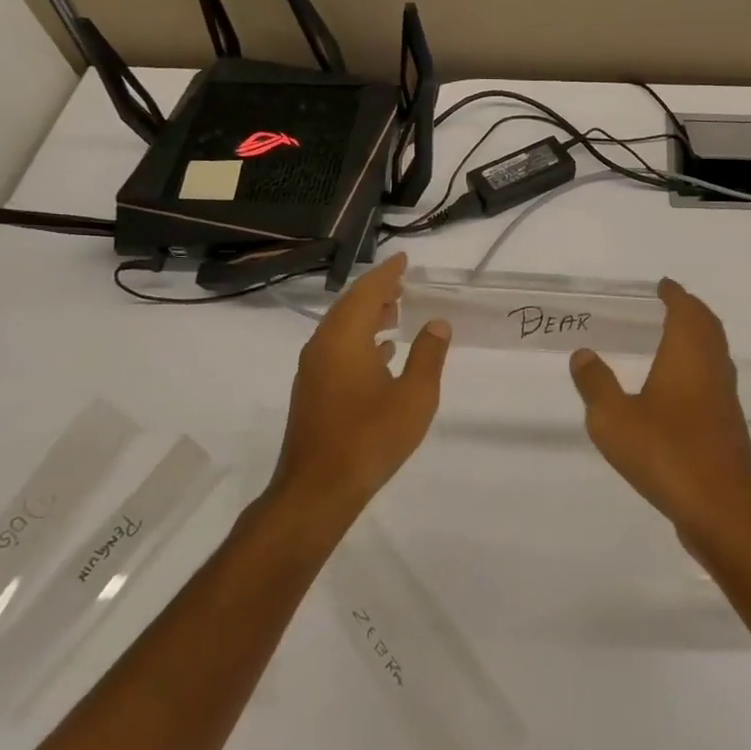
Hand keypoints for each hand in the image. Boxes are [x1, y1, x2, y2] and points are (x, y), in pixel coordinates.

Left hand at [271, 253, 449, 524]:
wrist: (318, 490)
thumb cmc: (370, 438)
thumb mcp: (414, 396)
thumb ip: (428, 356)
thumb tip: (437, 324)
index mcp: (344, 339)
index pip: (367, 292)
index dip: (387, 273)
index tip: (404, 259)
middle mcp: (323, 347)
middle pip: (350, 307)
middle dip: (377, 292)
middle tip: (404, 283)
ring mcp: (314, 371)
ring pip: (342, 329)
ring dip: (369, 316)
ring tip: (397, 312)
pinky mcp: (313, 392)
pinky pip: (338, 350)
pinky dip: (361, 341)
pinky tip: (382, 353)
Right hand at [568, 278, 750, 549]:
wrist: (722, 509)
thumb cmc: (666, 453)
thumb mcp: (614, 419)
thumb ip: (596, 384)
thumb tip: (584, 353)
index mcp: (688, 355)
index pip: (686, 310)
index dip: (674, 294)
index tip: (661, 286)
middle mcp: (712, 369)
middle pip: (707, 327)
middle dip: (689, 311)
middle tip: (666, 305)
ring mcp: (724, 399)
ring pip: (714, 354)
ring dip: (696, 339)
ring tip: (668, 340)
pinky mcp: (726, 427)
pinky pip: (712, 381)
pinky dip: (697, 368)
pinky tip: (676, 390)